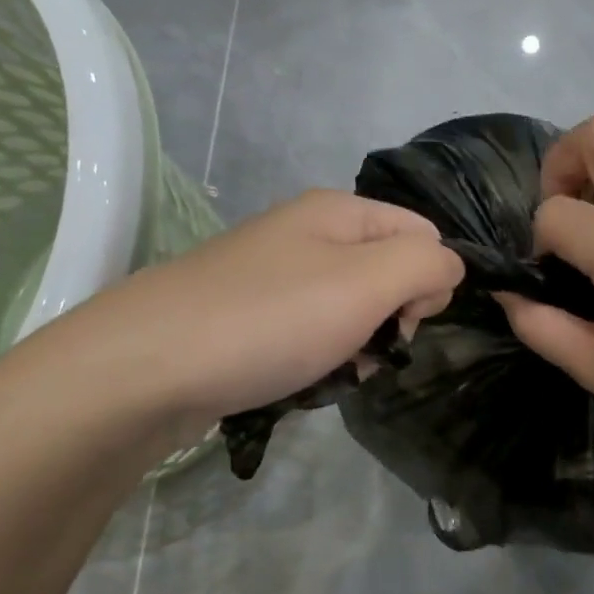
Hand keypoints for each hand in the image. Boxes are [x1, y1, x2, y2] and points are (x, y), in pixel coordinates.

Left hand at [36, 189, 463, 428]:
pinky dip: (319, 359)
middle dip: (392, 319)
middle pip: (388, 272)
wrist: (146, 367)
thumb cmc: (270, 319)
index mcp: (338, 212)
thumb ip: (426, 264)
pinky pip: (310, 334)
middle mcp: (307, 234)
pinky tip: (303, 381)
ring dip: (357, 346)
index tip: (406, 321)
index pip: (424, 233)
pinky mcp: (249, 318)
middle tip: (367, 351)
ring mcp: (273, 277)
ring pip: (351, 310)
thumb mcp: (367, 282)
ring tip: (332, 373)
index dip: (430, 278)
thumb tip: (447, 269)